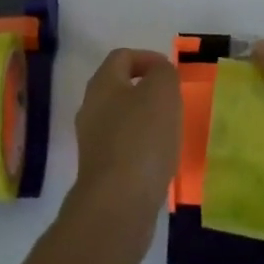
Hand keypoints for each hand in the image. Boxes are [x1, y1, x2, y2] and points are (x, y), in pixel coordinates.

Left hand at [64, 48, 180, 263]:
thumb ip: (163, 73)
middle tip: (173, 103)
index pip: (122, 57)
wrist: (117, 206)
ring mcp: (92, 143)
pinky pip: (123, 150)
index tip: (171, 73)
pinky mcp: (100, 174)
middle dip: (147, 91)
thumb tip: (159, 73)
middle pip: (119, 88)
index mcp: (102, 84)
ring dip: (145, 123)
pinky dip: (142, 150)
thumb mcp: (162, 93)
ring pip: (121, 121)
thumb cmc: (141, 140)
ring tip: (171, 133)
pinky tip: (159, 163)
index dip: (148, 58)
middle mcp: (90, 108)